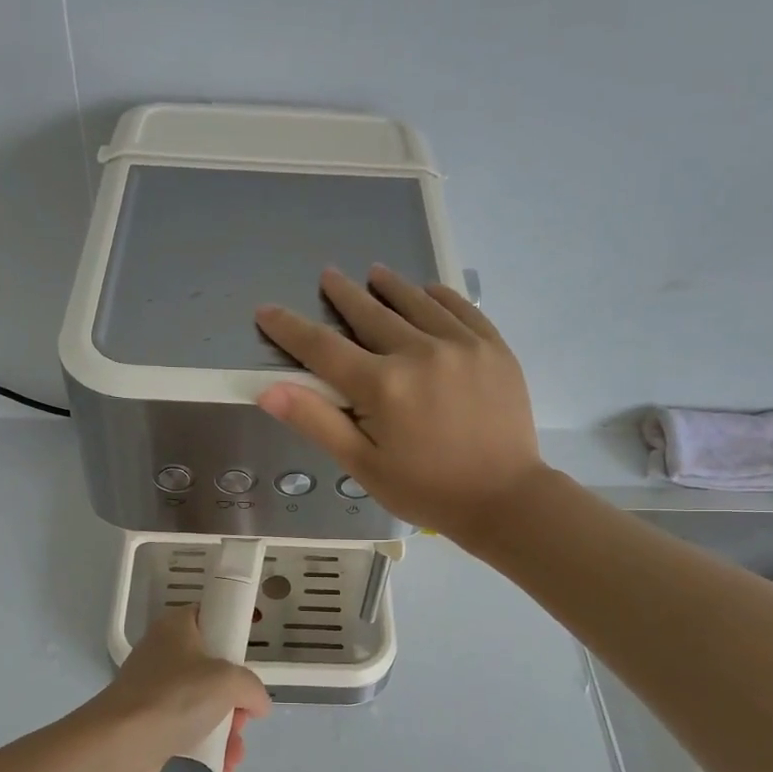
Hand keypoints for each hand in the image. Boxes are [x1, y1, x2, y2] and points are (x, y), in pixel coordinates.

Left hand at [89, 607, 270, 771]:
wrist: (121, 746)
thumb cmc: (175, 697)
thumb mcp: (229, 681)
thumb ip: (252, 688)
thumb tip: (258, 705)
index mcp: (175, 630)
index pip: (207, 617)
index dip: (230, 634)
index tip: (248, 659)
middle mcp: (162, 657)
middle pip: (211, 672)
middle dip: (235, 701)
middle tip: (243, 717)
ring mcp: (153, 695)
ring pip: (202, 708)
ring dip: (226, 733)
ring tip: (234, 754)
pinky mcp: (149, 730)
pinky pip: (187, 737)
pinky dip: (206, 752)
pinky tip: (223, 770)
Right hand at [255, 265, 545, 539]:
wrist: (505, 499)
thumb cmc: (426, 490)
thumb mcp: (363, 465)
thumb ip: (317, 422)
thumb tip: (269, 390)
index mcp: (382, 386)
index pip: (323, 347)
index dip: (290, 328)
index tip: (267, 311)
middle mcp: (419, 352)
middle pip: (370, 314)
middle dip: (344, 295)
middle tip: (328, 276)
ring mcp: (461, 345)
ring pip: (416, 303)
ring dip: (391, 286)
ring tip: (374, 272)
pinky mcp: (493, 347)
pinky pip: (461, 308)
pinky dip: (439, 296)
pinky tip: (428, 291)